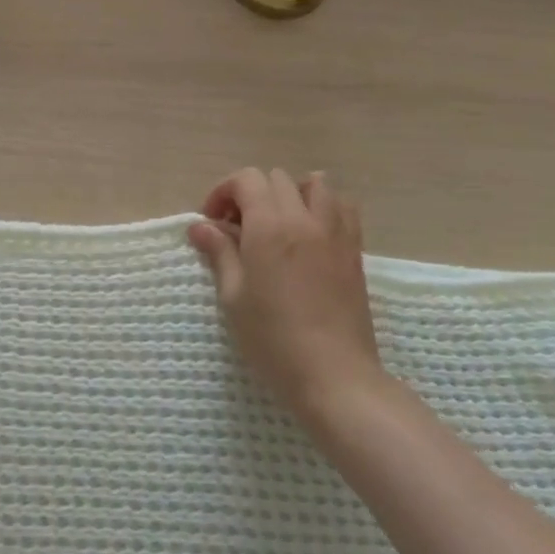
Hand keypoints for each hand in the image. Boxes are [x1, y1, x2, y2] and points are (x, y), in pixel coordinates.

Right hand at [188, 168, 388, 441]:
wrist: (334, 375)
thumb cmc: (272, 338)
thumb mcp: (233, 295)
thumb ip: (219, 252)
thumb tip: (200, 226)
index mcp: (270, 226)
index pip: (246, 179)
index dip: (223, 192)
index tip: (212, 222)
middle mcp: (304, 219)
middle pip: (277, 178)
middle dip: (251, 194)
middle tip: (237, 228)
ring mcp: (335, 232)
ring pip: (315, 184)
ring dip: (290, 193)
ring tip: (277, 224)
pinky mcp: (355, 250)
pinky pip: (343, 207)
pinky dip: (323, 206)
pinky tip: (309, 234)